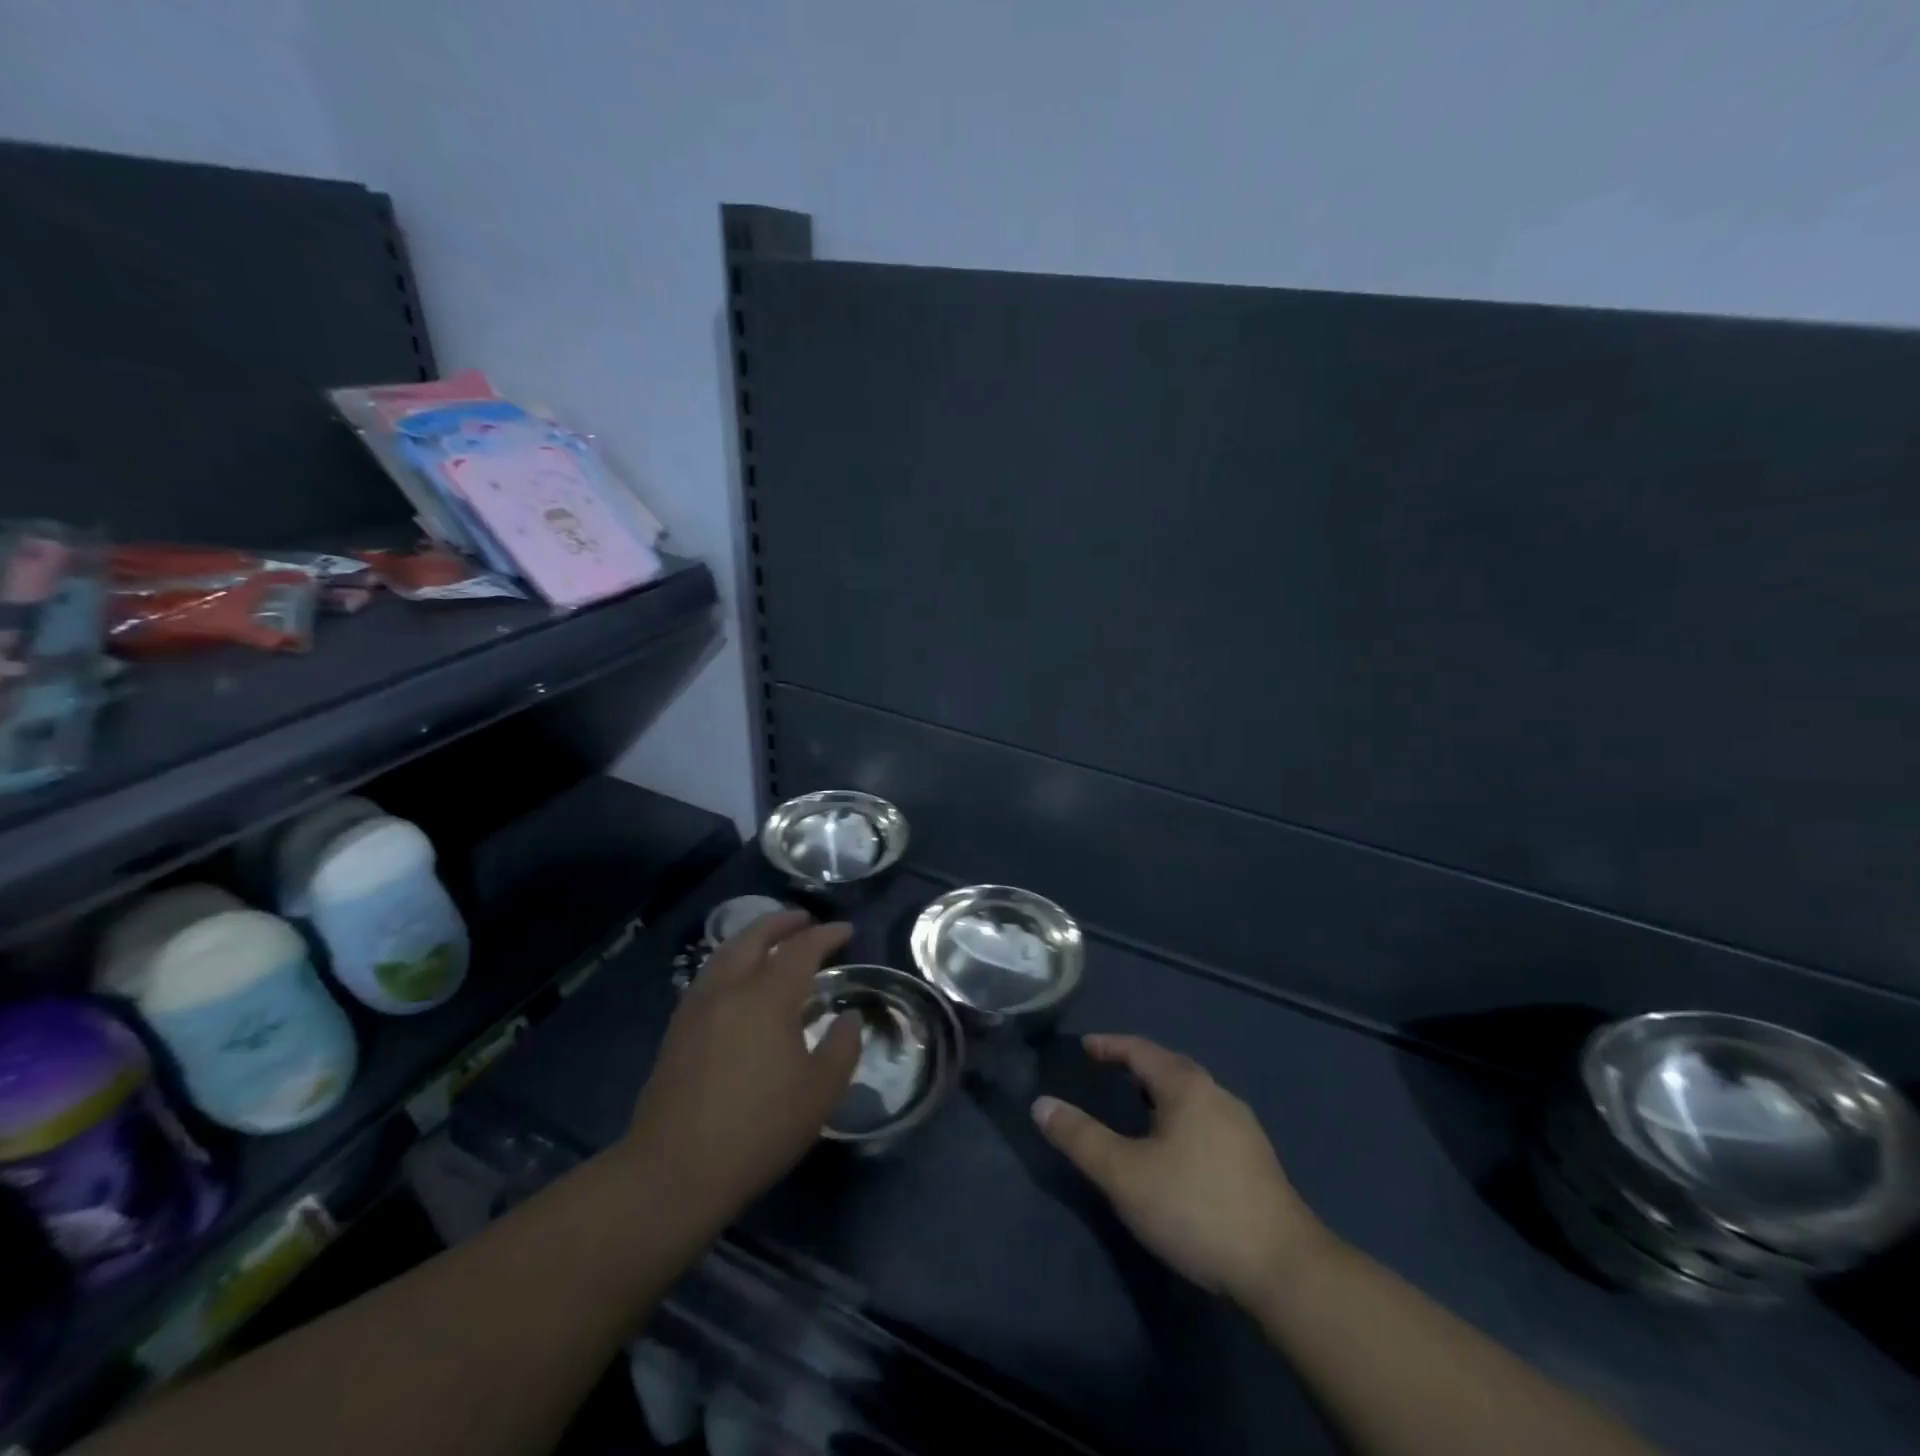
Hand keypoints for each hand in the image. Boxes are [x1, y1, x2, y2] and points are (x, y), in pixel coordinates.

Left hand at [622, 911, 861, 1219]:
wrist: (674, 1171)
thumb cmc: (758, 1129)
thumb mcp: (820, 1093)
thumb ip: (842, 1047)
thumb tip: (848, 1018)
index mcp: (767, 998)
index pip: (801, 950)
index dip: (826, 935)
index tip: (846, 931)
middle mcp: (729, 989)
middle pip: (754, 937)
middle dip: (782, 922)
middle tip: (805, 920)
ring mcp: (697, 1008)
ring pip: (725, 953)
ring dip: (752, 938)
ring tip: (771, 942)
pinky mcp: (677, 1030)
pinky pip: (709, 975)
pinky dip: (731, 961)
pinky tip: (739, 982)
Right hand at [1033, 1034, 1328, 1304]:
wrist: (1284, 1268)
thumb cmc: (1195, 1208)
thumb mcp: (1125, 1175)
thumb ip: (1081, 1138)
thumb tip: (1041, 1104)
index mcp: (1187, 1087)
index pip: (1141, 1050)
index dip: (1110, 1045)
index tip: (1085, 1046)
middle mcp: (1218, 1095)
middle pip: (1170, 1067)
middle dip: (1137, 1065)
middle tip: (1107, 1071)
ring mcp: (1243, 1127)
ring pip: (1192, 1094)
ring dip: (1161, 1091)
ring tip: (1136, 1106)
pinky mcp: (1256, 1159)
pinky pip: (1206, 1118)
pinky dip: (1180, 1115)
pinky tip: (1175, 1145)